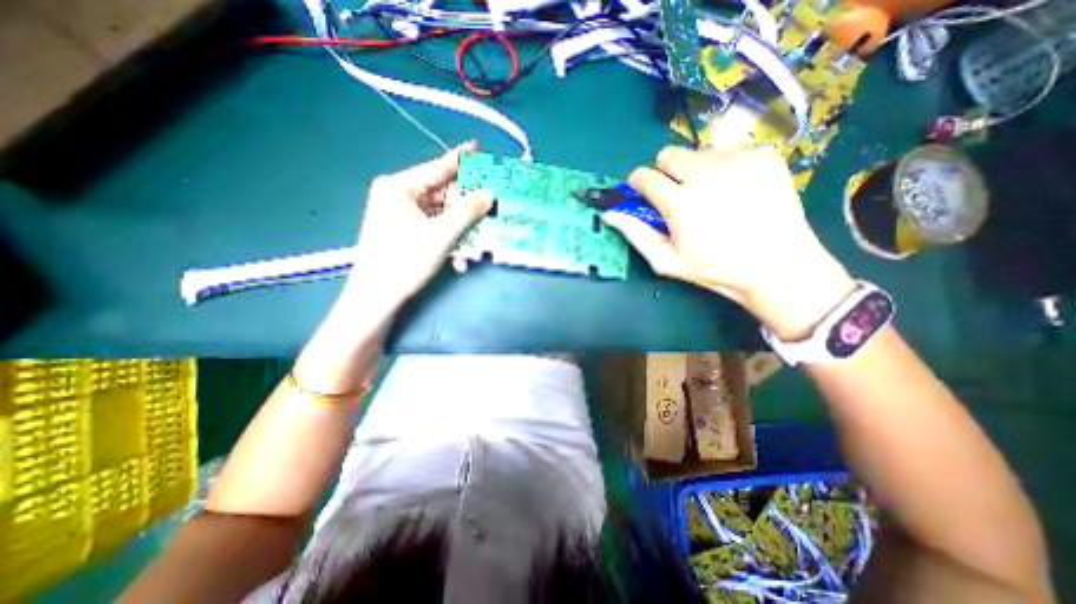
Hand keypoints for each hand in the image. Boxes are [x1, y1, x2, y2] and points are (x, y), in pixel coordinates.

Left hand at [347, 144, 492, 304]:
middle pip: (442, 194)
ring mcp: (402, 215)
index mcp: (400, 187)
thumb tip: (489, 194)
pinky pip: (435, 228)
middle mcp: (399, 196)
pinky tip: (460, 260)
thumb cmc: (405, 261)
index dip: (461, 160)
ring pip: (441, 214)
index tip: (480, 149)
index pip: (437, 167)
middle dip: (466, 208)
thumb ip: (467, 212)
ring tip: (477, 244)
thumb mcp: (441, 235)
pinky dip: (449, 241)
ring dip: (461, 231)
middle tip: (489, 211)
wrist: (377, 298)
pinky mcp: (406, 232)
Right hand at [605, 141, 858, 336]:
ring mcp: (739, 160)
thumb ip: (635, 234)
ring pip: (700, 150)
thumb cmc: (715, 268)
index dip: (637, 184)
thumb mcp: (667, 261)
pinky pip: (733, 150)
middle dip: (666, 172)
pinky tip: (739, 188)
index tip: (643, 192)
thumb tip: (610, 213)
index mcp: (679, 201)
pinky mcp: (766, 155)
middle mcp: (706, 173)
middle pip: (669, 154)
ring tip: (712, 193)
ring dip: (697, 168)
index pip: (643, 175)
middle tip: (679, 194)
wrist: (777, 266)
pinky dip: (728, 166)